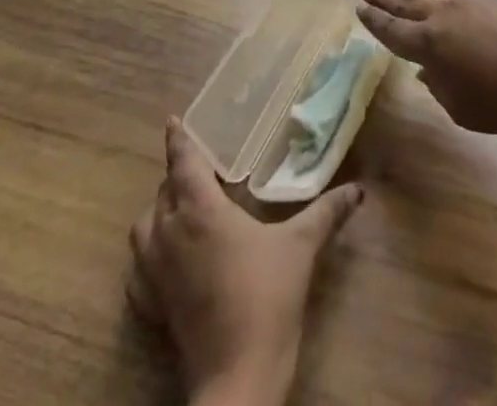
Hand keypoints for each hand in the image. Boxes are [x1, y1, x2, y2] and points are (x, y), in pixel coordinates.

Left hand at [128, 118, 364, 405]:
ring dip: (159, 211)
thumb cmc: (266, 298)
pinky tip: (167, 257)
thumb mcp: (301, 247)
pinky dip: (148, 253)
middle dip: (177, 175)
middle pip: (163, 192)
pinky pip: (139, 268)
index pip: (183, 163)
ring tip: (182, 206)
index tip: (173, 120)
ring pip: (144, 227)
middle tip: (200, 166)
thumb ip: (327, 212)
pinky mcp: (151, 307)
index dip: (178, 140)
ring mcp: (155, 274)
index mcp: (199, 211)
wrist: (237, 376)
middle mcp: (170, 234)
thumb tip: (358, 189)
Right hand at [356, 0, 496, 136]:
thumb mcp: (460, 107)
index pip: (392, 29)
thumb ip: (438, 84)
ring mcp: (466, 4)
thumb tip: (427, 69)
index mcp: (427, 44)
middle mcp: (441, 17)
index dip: (374, 21)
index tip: (359, 9)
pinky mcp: (488, 1)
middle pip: (405, 3)